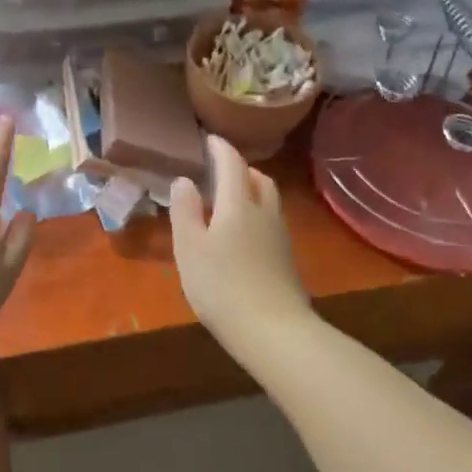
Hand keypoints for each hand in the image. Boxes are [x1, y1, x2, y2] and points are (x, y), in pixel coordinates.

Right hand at [169, 136, 311, 350]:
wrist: (275, 333)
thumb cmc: (222, 285)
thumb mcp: (189, 247)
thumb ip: (185, 210)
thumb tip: (184, 180)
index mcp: (238, 203)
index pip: (232, 163)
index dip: (220, 147)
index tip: (208, 138)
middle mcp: (264, 212)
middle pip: (258, 178)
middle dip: (240, 168)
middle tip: (219, 170)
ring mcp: (280, 237)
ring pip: (268, 200)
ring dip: (250, 191)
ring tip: (229, 200)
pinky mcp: (286, 260)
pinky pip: (271, 222)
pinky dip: (256, 214)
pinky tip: (242, 234)